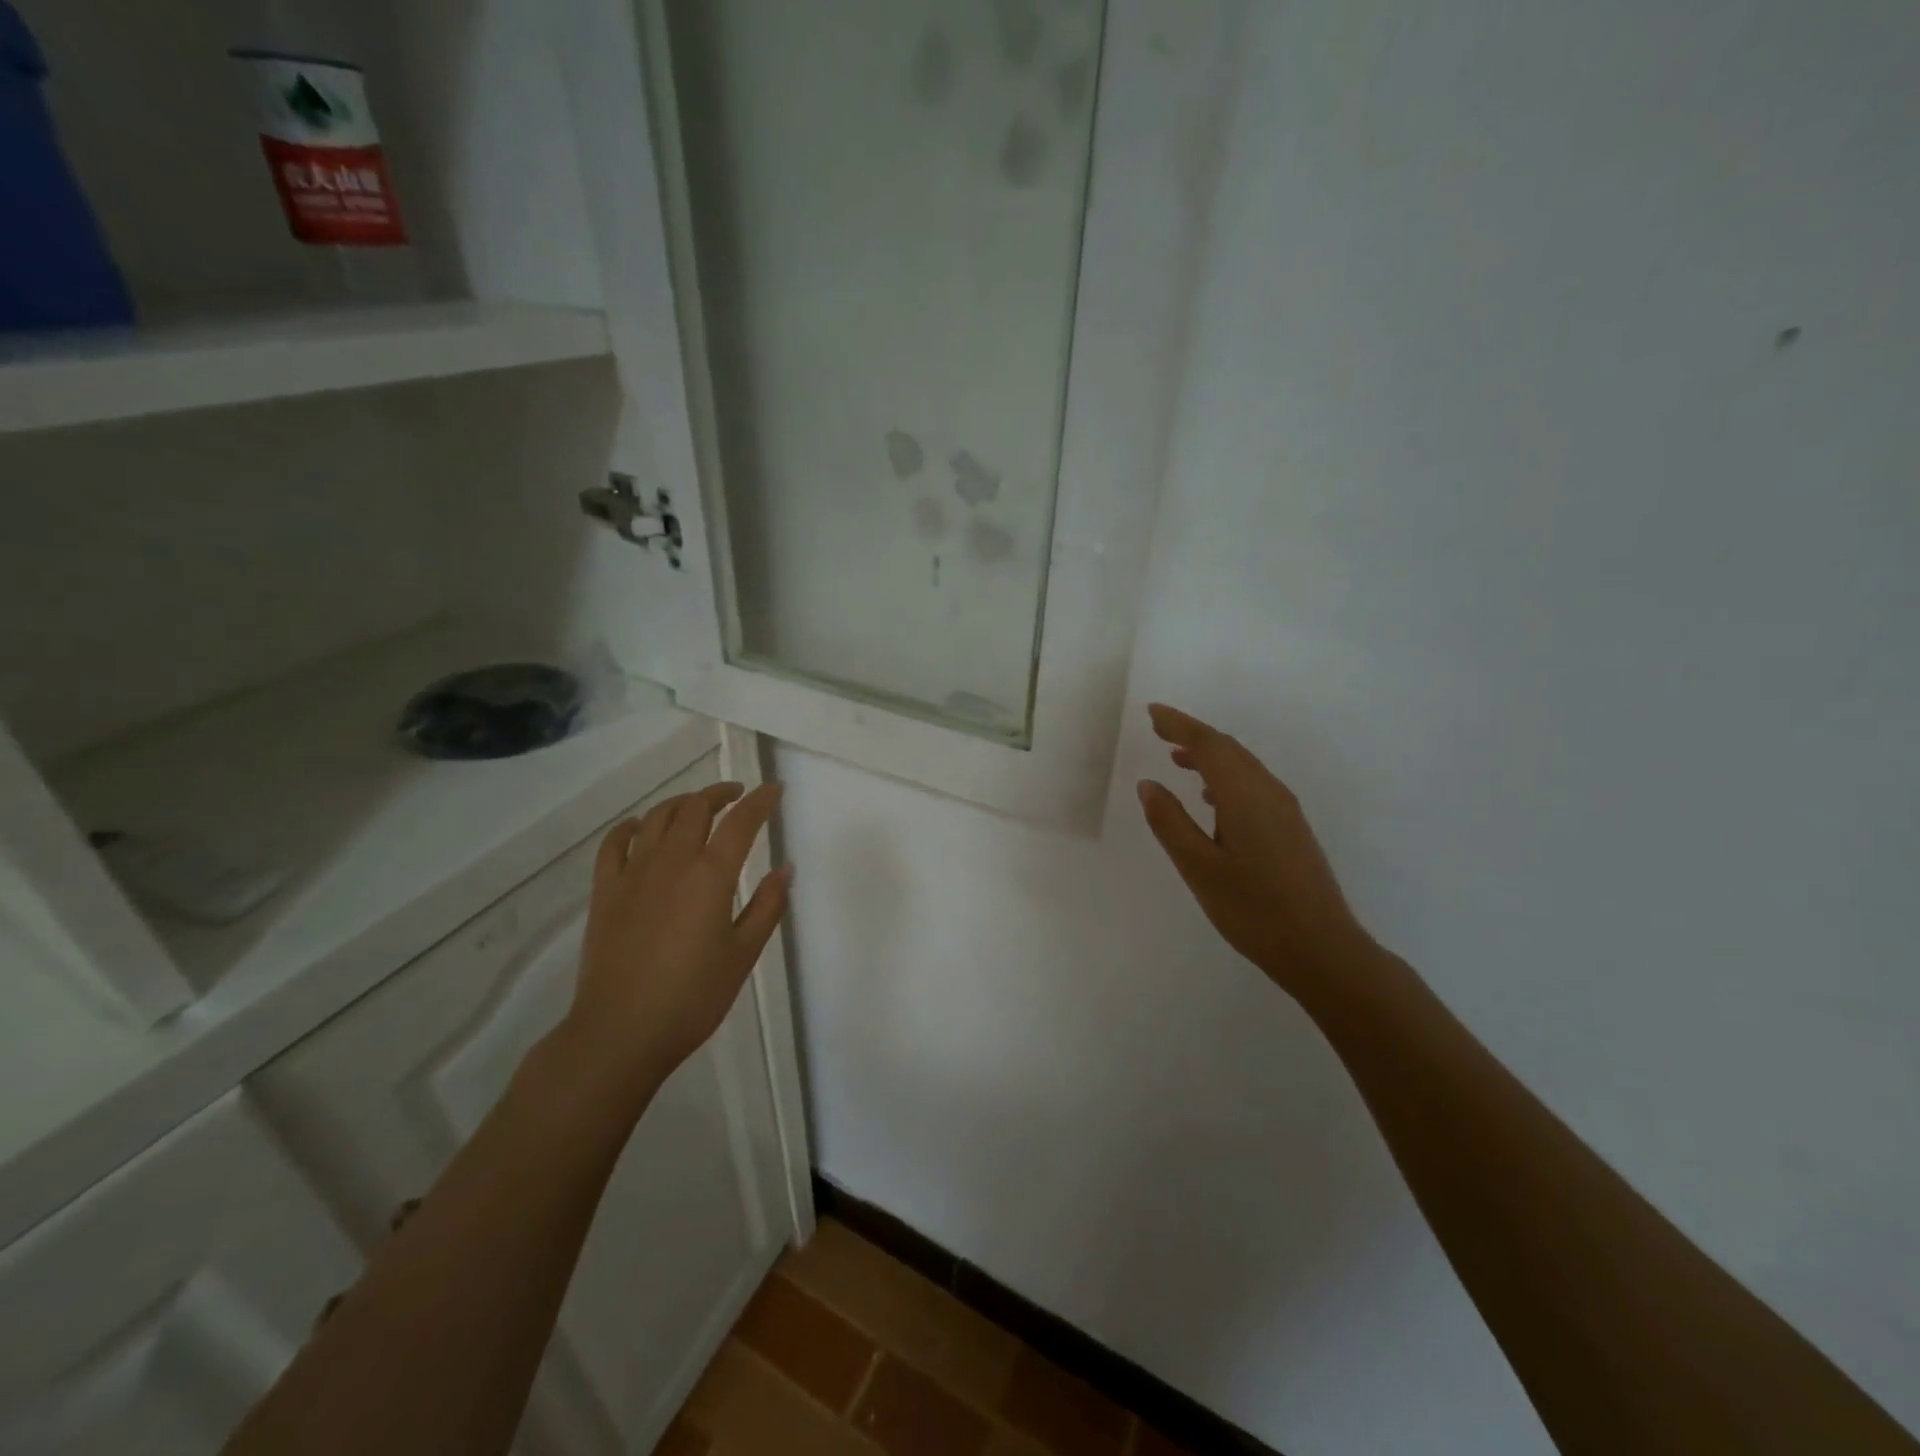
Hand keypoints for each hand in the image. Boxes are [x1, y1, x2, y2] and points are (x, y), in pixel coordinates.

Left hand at [561, 782, 790, 1106]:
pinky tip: (640, 828)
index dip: (760, 801)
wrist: (621, 1031)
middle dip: (720, 793)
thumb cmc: (693, 997)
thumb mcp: (743, 954)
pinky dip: (632, 827)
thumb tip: (785, 868)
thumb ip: (767, 906)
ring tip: (697, 806)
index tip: (774, 790)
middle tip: (737, 795)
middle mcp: (672, 862)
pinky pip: (615, 843)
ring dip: (682, 803)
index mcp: (711, 876)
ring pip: (657, 817)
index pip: (741, 822)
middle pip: (696, 808)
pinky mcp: (605, 891)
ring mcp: (633, 873)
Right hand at [1138, 704, 1375, 1000]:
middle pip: (1228, 749)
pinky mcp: (1291, 828)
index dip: (1178, 724)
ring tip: (1178, 759)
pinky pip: (1253, 785)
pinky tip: (1212, 798)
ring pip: (1243, 767)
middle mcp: (1268, 792)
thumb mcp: (1198, 867)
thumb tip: (1149, 784)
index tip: (1152, 712)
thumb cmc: (1252, 909)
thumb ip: (1170, 822)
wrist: (1321, 948)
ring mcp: (1285, 810)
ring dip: (1210, 756)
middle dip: (1193, 735)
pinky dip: (1226, 778)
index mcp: (1244, 795)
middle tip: (1159, 730)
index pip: (1207, 744)